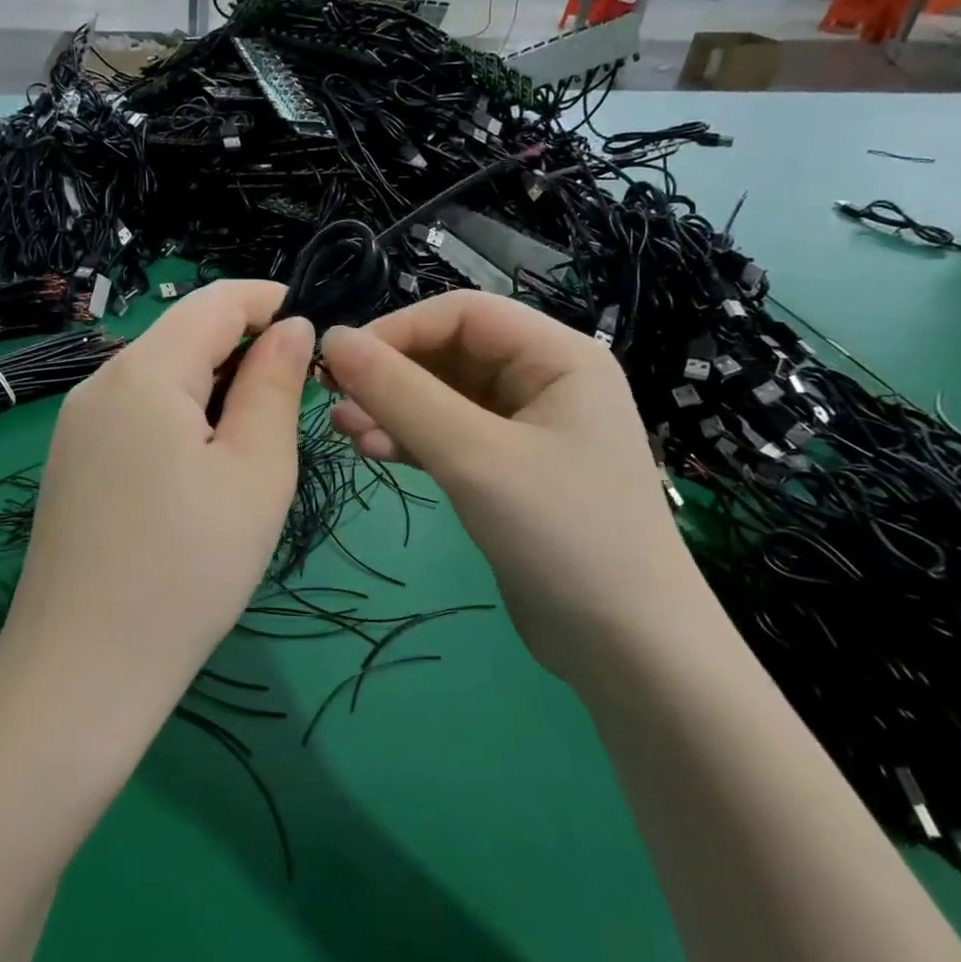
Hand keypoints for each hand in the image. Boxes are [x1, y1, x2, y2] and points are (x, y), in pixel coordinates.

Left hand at [0, 281, 314, 706]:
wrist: (84, 673)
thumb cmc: (189, 567)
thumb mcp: (256, 472)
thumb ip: (275, 386)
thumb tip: (293, 328)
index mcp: (144, 371)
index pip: (215, 300)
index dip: (271, 300)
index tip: (319, 326)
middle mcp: (99, 383)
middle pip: (183, 335)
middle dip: (246, 348)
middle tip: (299, 397)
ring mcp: (77, 426)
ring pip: (160, 376)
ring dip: (215, 386)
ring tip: (257, 438)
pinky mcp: (72, 464)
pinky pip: (136, 414)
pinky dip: (182, 417)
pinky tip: (204, 469)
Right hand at [320, 291, 702, 672]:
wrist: (626, 648)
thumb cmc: (563, 534)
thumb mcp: (475, 456)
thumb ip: (401, 394)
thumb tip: (334, 339)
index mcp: (558, 356)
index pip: (463, 313)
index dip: (397, 329)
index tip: (340, 362)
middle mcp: (546, 381)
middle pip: (452, 352)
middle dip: (391, 373)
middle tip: (335, 401)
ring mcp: (528, 429)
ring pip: (445, 397)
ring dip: (393, 407)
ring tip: (345, 430)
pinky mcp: (510, 471)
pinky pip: (451, 436)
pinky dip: (412, 439)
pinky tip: (374, 450)